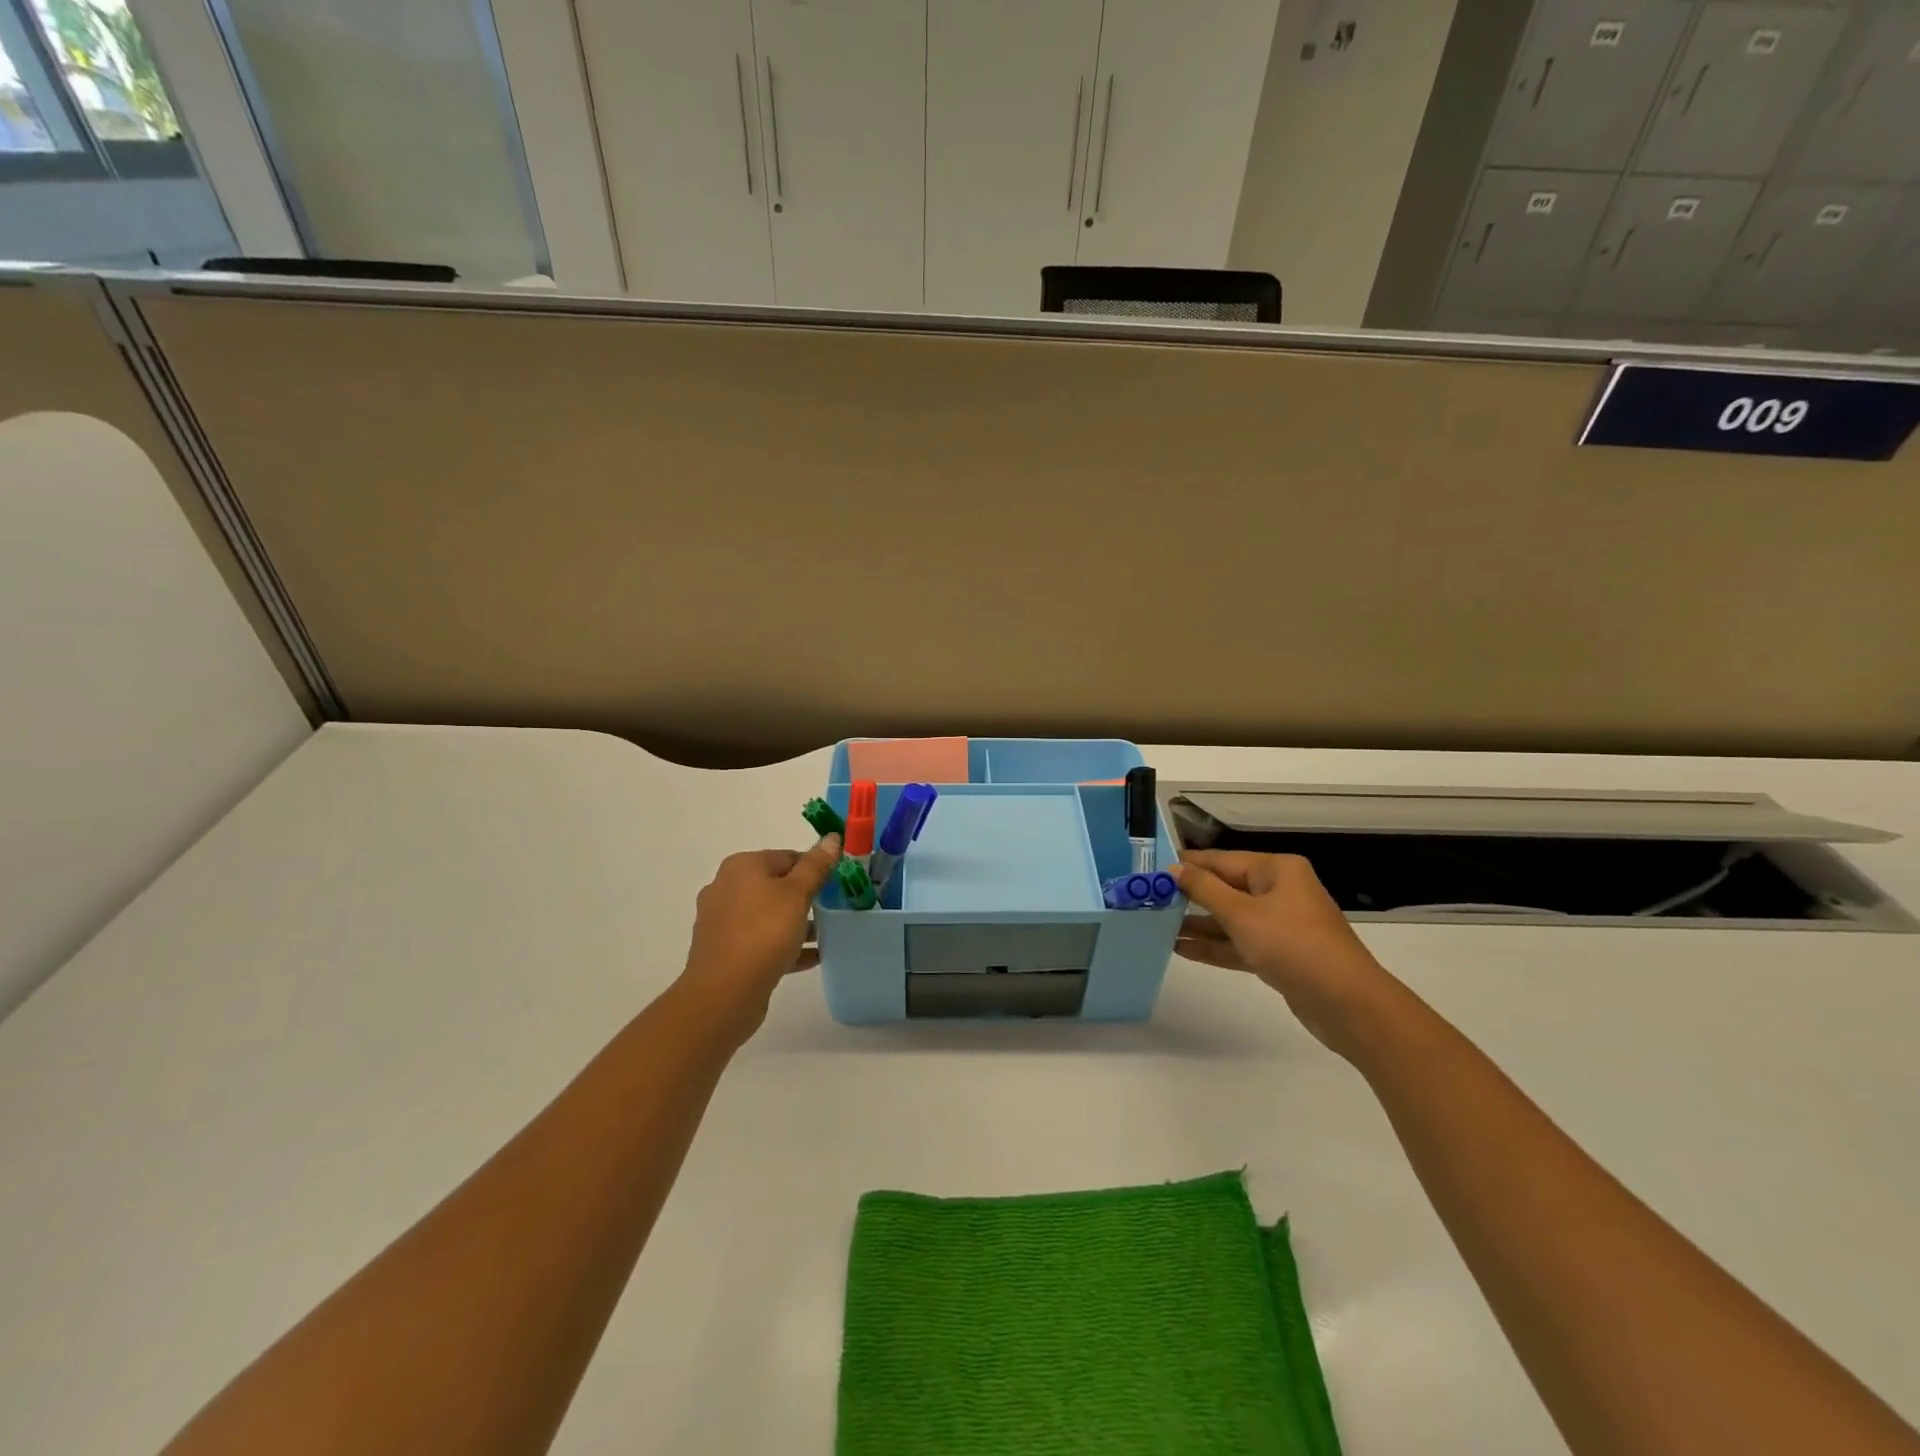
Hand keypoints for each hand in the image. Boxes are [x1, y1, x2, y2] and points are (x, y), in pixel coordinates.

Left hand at [679, 835, 840, 1032]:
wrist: (724, 992)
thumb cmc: (764, 932)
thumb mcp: (797, 894)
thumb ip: (816, 866)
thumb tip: (832, 838)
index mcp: (741, 867)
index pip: (787, 856)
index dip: (814, 868)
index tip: (837, 885)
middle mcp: (726, 888)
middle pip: (775, 885)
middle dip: (805, 897)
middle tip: (833, 909)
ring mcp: (721, 921)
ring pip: (768, 915)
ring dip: (796, 923)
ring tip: (826, 935)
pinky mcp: (724, 951)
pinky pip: (760, 941)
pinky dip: (784, 945)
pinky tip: (812, 957)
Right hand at [1169, 850, 1402, 1057]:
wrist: (1347, 1004)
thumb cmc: (1292, 945)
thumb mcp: (1241, 914)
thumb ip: (1204, 890)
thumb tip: (1174, 869)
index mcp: (1277, 870)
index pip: (1223, 860)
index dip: (1188, 865)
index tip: (1153, 869)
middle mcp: (1280, 892)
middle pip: (1226, 888)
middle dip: (1190, 896)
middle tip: (1149, 899)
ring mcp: (1282, 925)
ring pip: (1231, 919)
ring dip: (1198, 925)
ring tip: (1156, 927)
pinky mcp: (1281, 955)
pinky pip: (1240, 943)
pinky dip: (1214, 946)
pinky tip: (1181, 950)